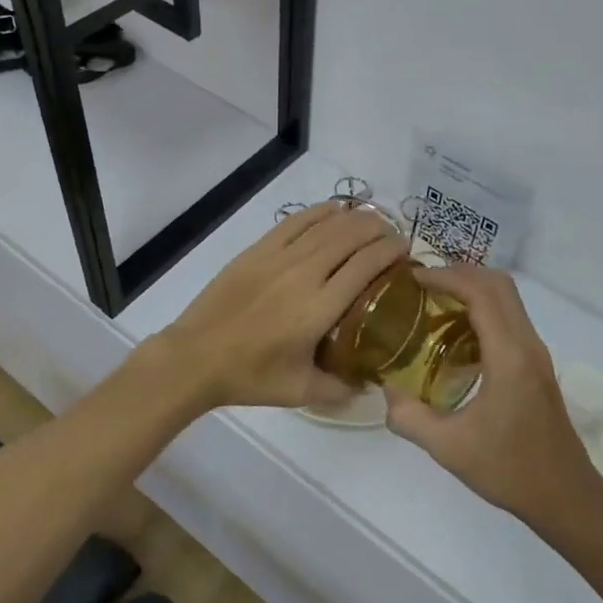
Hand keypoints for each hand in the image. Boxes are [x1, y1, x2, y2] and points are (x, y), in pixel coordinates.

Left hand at [145, 202, 407, 410]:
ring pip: (326, 224)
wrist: (196, 356)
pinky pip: (296, 221)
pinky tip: (334, 210)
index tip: (405, 251)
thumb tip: (370, 384)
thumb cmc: (250, 376)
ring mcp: (279, 257)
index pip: (366, 265)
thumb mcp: (301, 392)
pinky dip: (320, 212)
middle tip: (392, 237)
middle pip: (351, 236)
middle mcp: (304, 274)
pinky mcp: (258, 249)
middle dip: (379, 230)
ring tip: (370, 222)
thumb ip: (341, 389)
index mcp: (320, 308)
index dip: (390, 251)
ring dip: (354, 218)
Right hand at [383, 265, 602, 533]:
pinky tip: (457, 332)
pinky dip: (484, 308)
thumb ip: (409, 417)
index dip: (446, 277)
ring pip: (508, 298)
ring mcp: (536, 352)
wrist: (566, 496)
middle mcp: (527, 344)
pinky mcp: (538, 364)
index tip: (413, 278)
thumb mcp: (449, 448)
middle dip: (460, 273)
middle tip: (424, 284)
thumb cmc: (509, 470)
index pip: (480, 293)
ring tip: (435, 301)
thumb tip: (385, 390)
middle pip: (499, 284)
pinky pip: (510, 317)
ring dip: (474, 288)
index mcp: (508, 356)